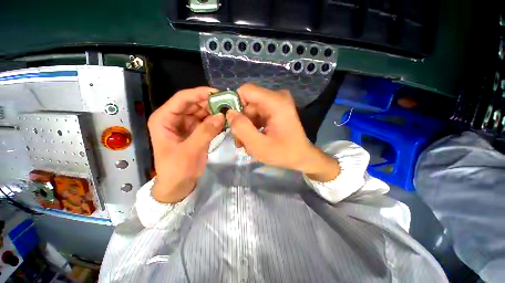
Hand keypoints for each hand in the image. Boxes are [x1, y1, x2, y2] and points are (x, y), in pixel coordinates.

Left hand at [148, 87, 224, 202]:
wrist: (178, 184)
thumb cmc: (177, 169)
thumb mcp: (190, 150)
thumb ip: (205, 132)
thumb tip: (221, 116)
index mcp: (164, 119)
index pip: (182, 99)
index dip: (199, 93)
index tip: (218, 93)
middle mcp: (175, 118)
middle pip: (194, 104)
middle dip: (210, 103)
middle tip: (228, 104)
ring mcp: (186, 124)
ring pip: (202, 112)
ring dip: (215, 112)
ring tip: (229, 113)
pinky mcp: (195, 131)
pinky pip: (206, 122)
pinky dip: (216, 121)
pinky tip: (225, 122)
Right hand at [227, 84, 339, 181]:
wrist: (302, 157)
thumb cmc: (283, 153)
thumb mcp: (258, 145)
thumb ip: (241, 128)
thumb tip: (229, 113)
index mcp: (276, 102)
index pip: (245, 91)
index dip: (233, 103)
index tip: (228, 121)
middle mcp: (277, 98)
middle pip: (248, 103)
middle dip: (240, 121)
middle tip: (238, 140)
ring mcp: (277, 104)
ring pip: (251, 110)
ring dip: (246, 126)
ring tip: (245, 144)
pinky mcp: (276, 110)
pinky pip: (257, 114)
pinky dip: (252, 126)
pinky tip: (253, 139)